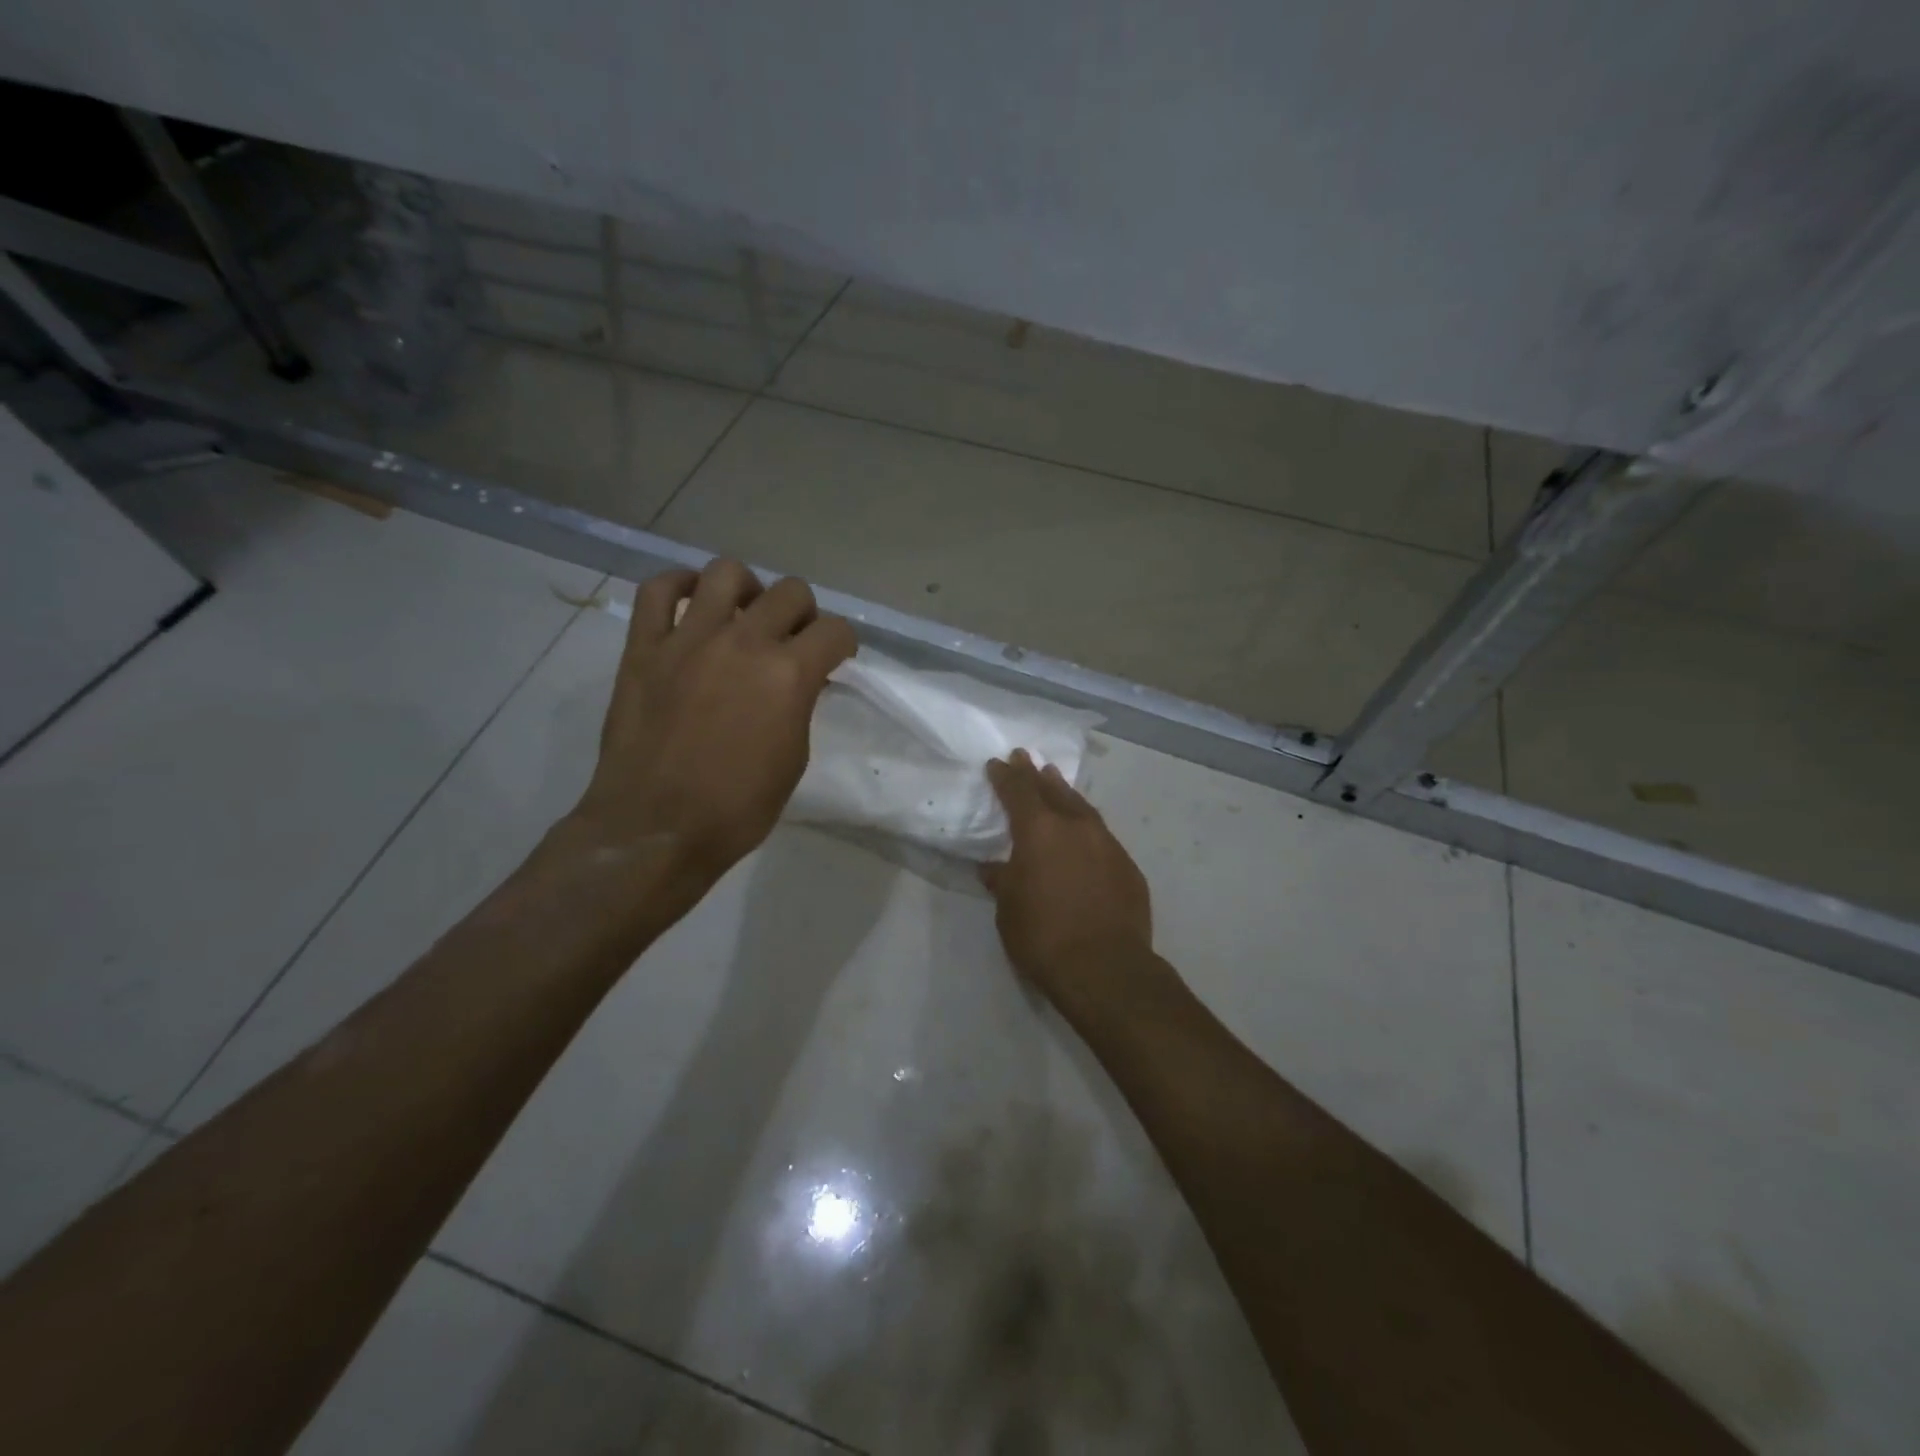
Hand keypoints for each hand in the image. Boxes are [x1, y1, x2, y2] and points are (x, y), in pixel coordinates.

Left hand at [566, 559, 855, 892]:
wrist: (657, 829)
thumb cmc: (737, 808)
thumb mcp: (793, 758)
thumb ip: (799, 706)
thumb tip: (799, 682)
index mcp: (788, 675)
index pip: (835, 631)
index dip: (843, 644)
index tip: (836, 658)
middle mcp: (744, 642)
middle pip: (790, 593)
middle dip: (804, 614)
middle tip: (793, 640)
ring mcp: (688, 639)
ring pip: (726, 573)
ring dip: (747, 589)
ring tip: (744, 614)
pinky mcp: (644, 647)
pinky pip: (657, 590)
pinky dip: (678, 586)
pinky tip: (690, 603)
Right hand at [980, 749, 1152, 1002]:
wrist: (1106, 968)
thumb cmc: (1044, 936)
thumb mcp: (1008, 910)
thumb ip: (1002, 881)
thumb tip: (994, 868)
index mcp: (1039, 831)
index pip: (1018, 792)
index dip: (1006, 776)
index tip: (997, 763)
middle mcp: (1075, 826)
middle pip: (1052, 790)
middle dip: (1035, 774)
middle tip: (1026, 758)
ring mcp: (1107, 843)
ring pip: (1082, 807)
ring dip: (1065, 793)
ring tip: (1055, 780)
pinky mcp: (1127, 866)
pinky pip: (1101, 835)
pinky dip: (1086, 826)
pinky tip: (1083, 834)